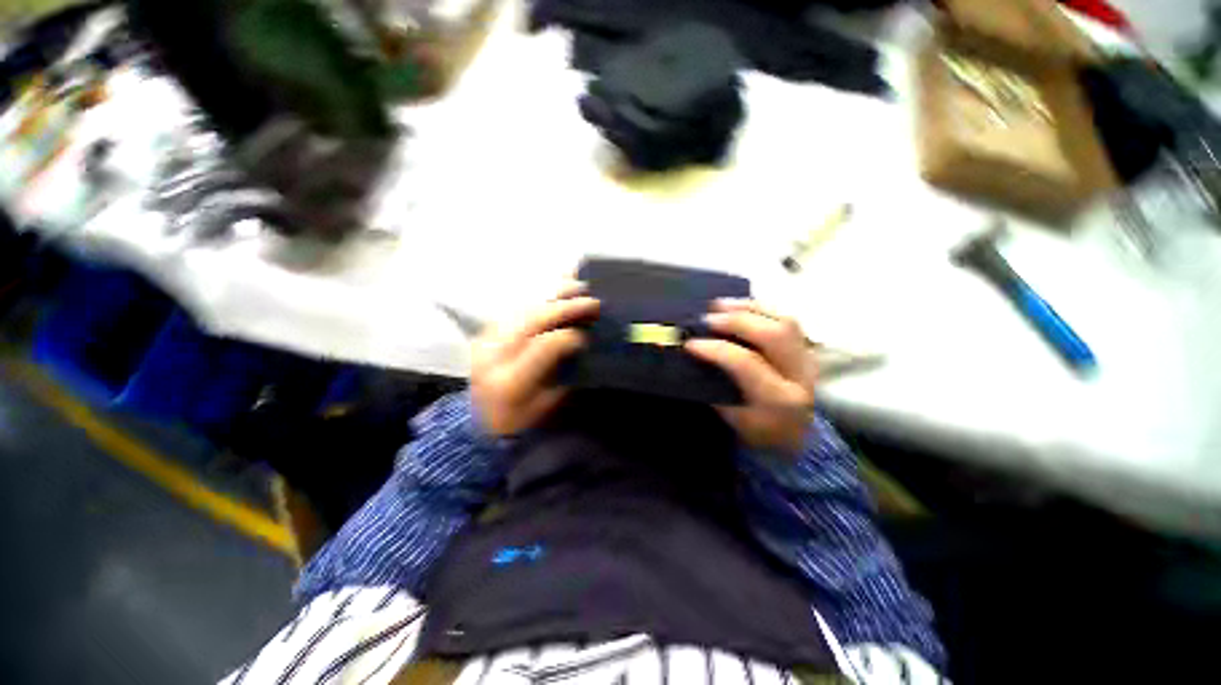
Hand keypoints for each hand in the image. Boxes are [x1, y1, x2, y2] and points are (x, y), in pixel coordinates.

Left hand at [471, 283, 598, 436]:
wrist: (483, 425)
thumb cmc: (522, 421)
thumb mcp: (548, 406)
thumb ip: (564, 374)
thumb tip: (581, 341)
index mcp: (511, 380)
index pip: (544, 346)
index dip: (569, 336)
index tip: (588, 335)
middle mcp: (493, 355)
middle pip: (532, 319)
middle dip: (565, 306)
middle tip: (591, 299)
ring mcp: (485, 341)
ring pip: (522, 308)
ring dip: (551, 295)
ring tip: (576, 286)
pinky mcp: (484, 334)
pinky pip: (513, 308)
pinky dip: (537, 298)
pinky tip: (554, 291)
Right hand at [685, 299, 816, 454]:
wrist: (797, 436)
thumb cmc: (759, 431)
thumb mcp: (733, 418)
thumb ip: (716, 387)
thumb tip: (695, 356)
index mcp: (778, 399)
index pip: (747, 363)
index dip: (716, 349)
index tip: (690, 343)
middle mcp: (800, 375)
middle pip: (774, 334)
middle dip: (736, 320)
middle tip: (707, 317)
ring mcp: (809, 358)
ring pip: (785, 320)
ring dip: (749, 308)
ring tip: (720, 304)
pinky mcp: (808, 348)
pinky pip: (787, 318)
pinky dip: (760, 308)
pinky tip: (739, 306)